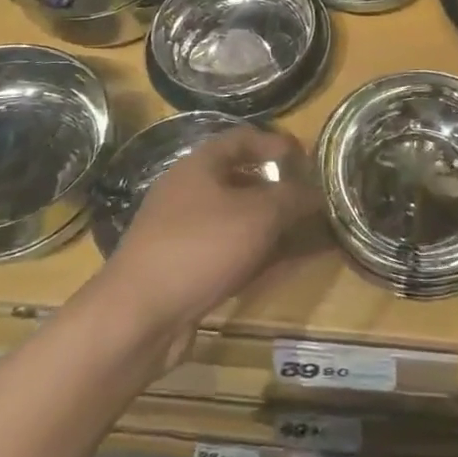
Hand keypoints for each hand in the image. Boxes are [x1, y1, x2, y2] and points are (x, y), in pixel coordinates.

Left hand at [101, 127, 319, 342]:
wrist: (138, 318)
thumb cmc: (202, 247)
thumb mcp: (260, 214)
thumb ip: (295, 197)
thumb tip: (318, 192)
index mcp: (199, 166)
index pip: (243, 138)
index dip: (277, 144)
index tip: (309, 159)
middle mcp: (189, 193)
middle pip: (242, 180)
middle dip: (281, 189)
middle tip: (314, 198)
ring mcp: (184, 233)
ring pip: (239, 219)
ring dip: (275, 224)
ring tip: (311, 233)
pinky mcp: (185, 269)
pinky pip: (232, 251)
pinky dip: (261, 253)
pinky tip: (288, 264)